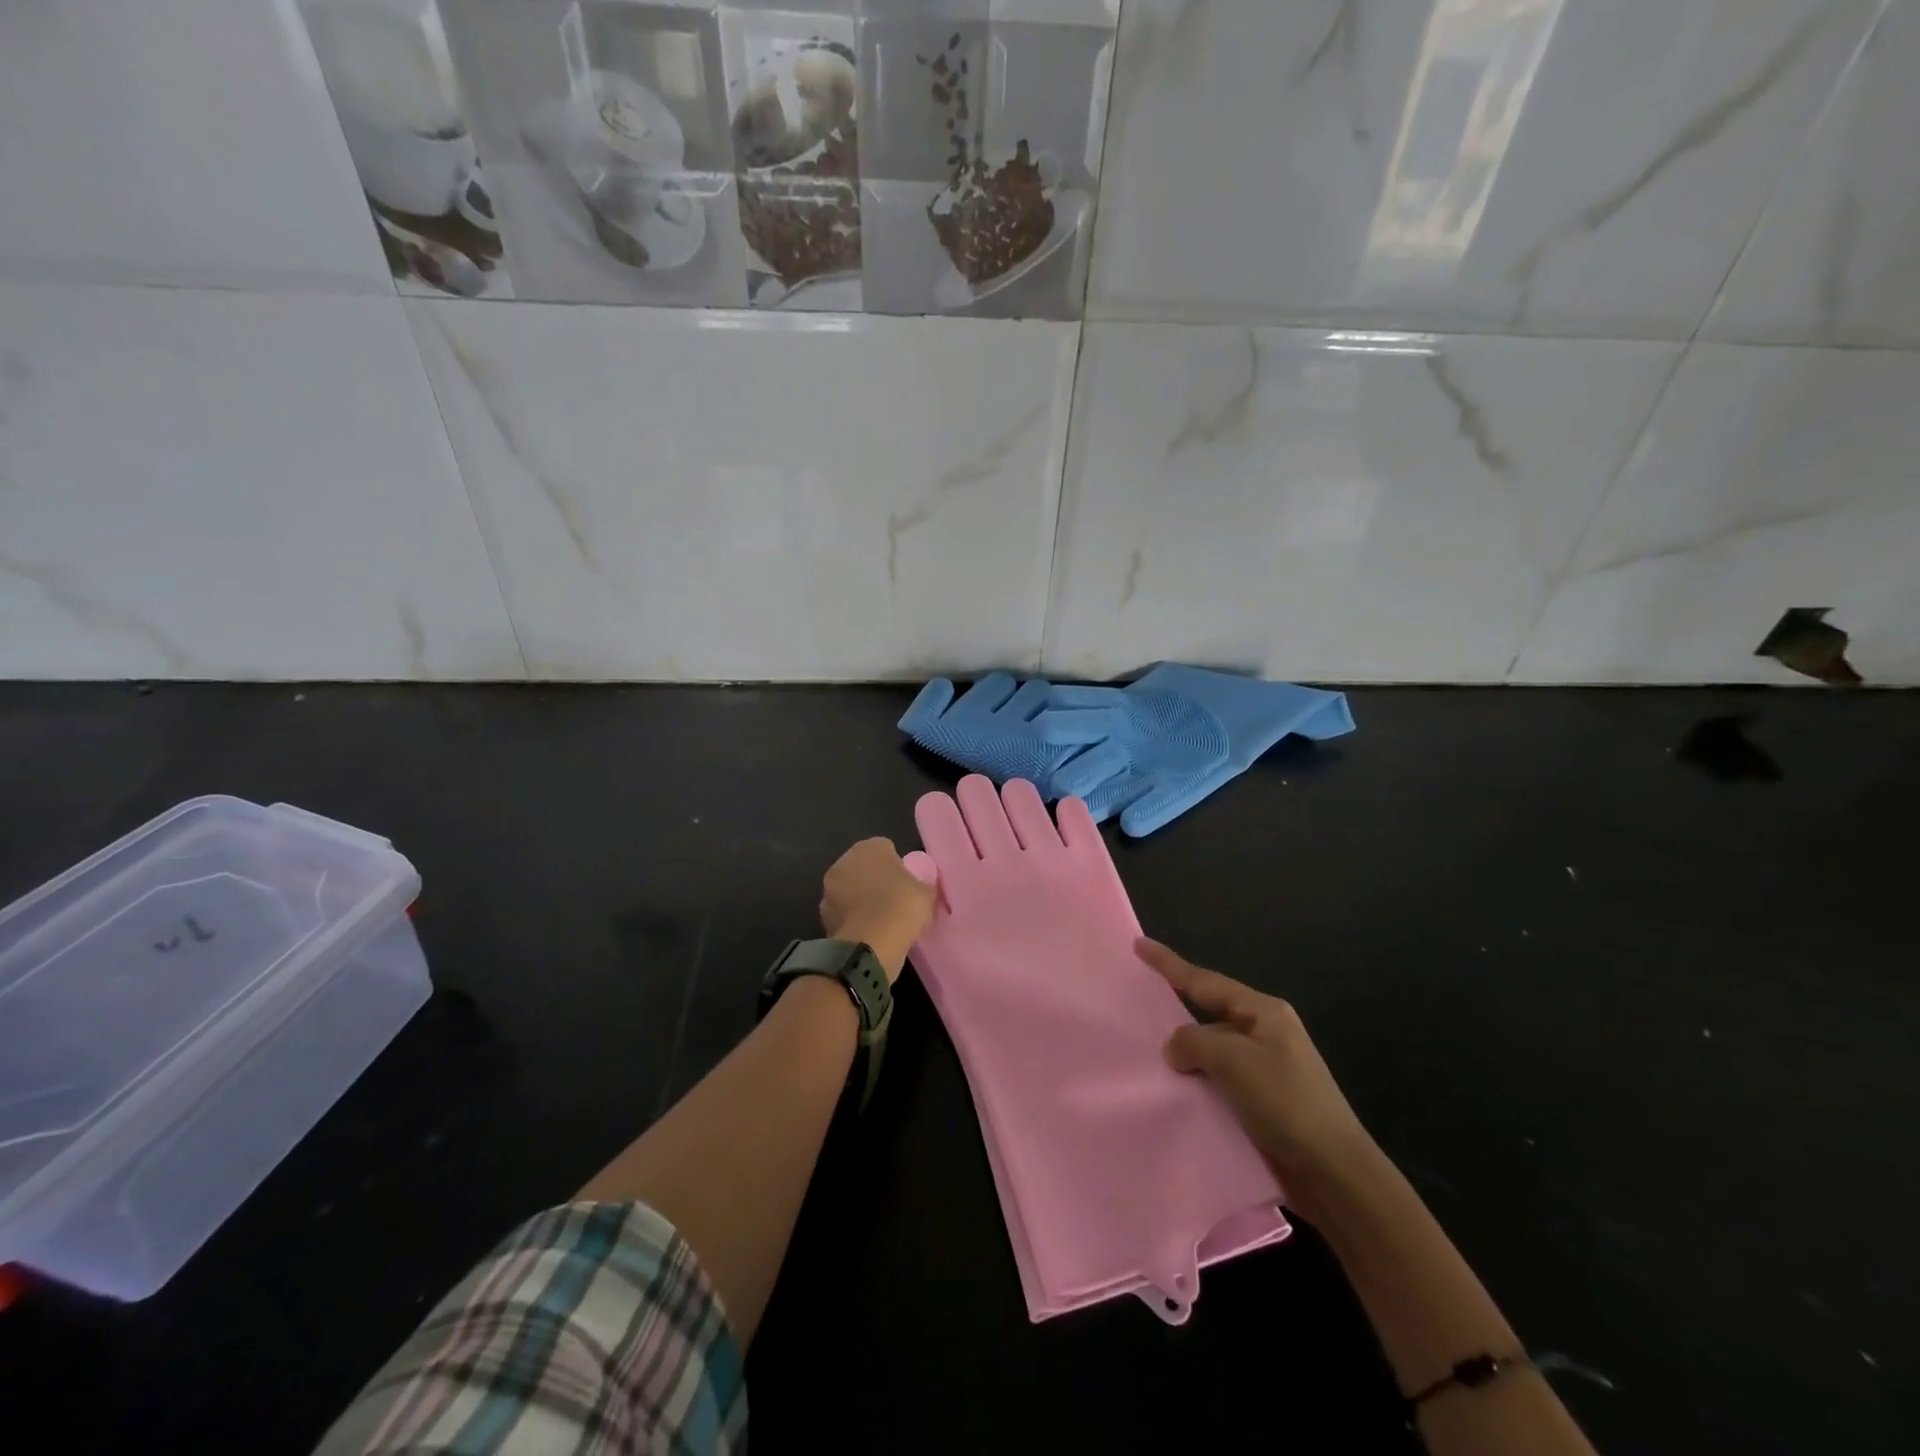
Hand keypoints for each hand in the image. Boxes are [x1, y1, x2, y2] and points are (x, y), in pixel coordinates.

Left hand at [820, 837, 935, 982]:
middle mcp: (843, 863)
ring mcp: (829, 891)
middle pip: (863, 869)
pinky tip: (869, 934)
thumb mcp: (926, 893)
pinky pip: (844, 915)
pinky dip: (853, 921)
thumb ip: (921, 885)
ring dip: (860, 901)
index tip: (907, 884)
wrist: (871, 944)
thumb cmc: (902, 906)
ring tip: (881, 922)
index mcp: (869, 848)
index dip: (897, 866)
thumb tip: (919, 888)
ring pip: (849, 892)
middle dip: (875, 881)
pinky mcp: (823, 918)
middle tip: (894, 901)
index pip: (885, 849)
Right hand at [1138, 938, 1375, 1213]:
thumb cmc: (1287, 1104)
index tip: (1139, 945)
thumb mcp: (1235, 1062)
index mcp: (1264, 1013)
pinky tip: (1174, 1093)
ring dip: (1186, 1056)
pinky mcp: (1261, 1102)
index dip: (1169, 964)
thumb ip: (1194, 1042)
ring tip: (1146, 1060)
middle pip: (1208, 1015)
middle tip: (1137, 1009)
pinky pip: (1218, 1081)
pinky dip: (1197, 1083)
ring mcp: (1265, 1069)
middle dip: (1176, 1014)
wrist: (1334, 1175)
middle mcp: (1264, 1034)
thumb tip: (1174, 1048)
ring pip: (1211, 1051)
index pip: (1205, 982)